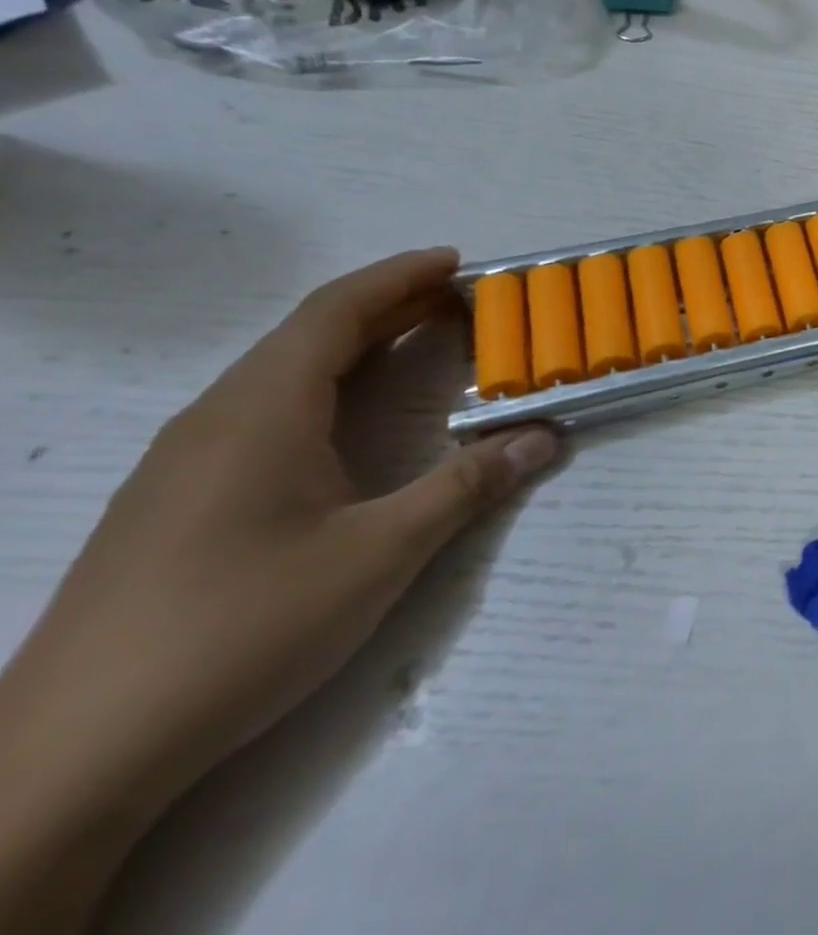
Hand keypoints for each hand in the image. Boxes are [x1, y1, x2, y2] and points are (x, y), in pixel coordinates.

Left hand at [0, 250, 558, 929]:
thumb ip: (467, 486)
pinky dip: (323, 383)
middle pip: (308, 333)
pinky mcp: (174, 500)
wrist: (70, 759)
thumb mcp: (379, 554)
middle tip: (460, 300)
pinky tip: (347, 417)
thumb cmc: (240, 630)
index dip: (399, 276)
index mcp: (260, 413)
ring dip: (355, 344)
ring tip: (418, 342)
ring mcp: (184, 462)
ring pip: (280, 371)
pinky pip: (261, 408)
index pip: (335, 312)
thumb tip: (545, 436)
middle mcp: (215, 420)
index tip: (457, 260)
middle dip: (388, 305)